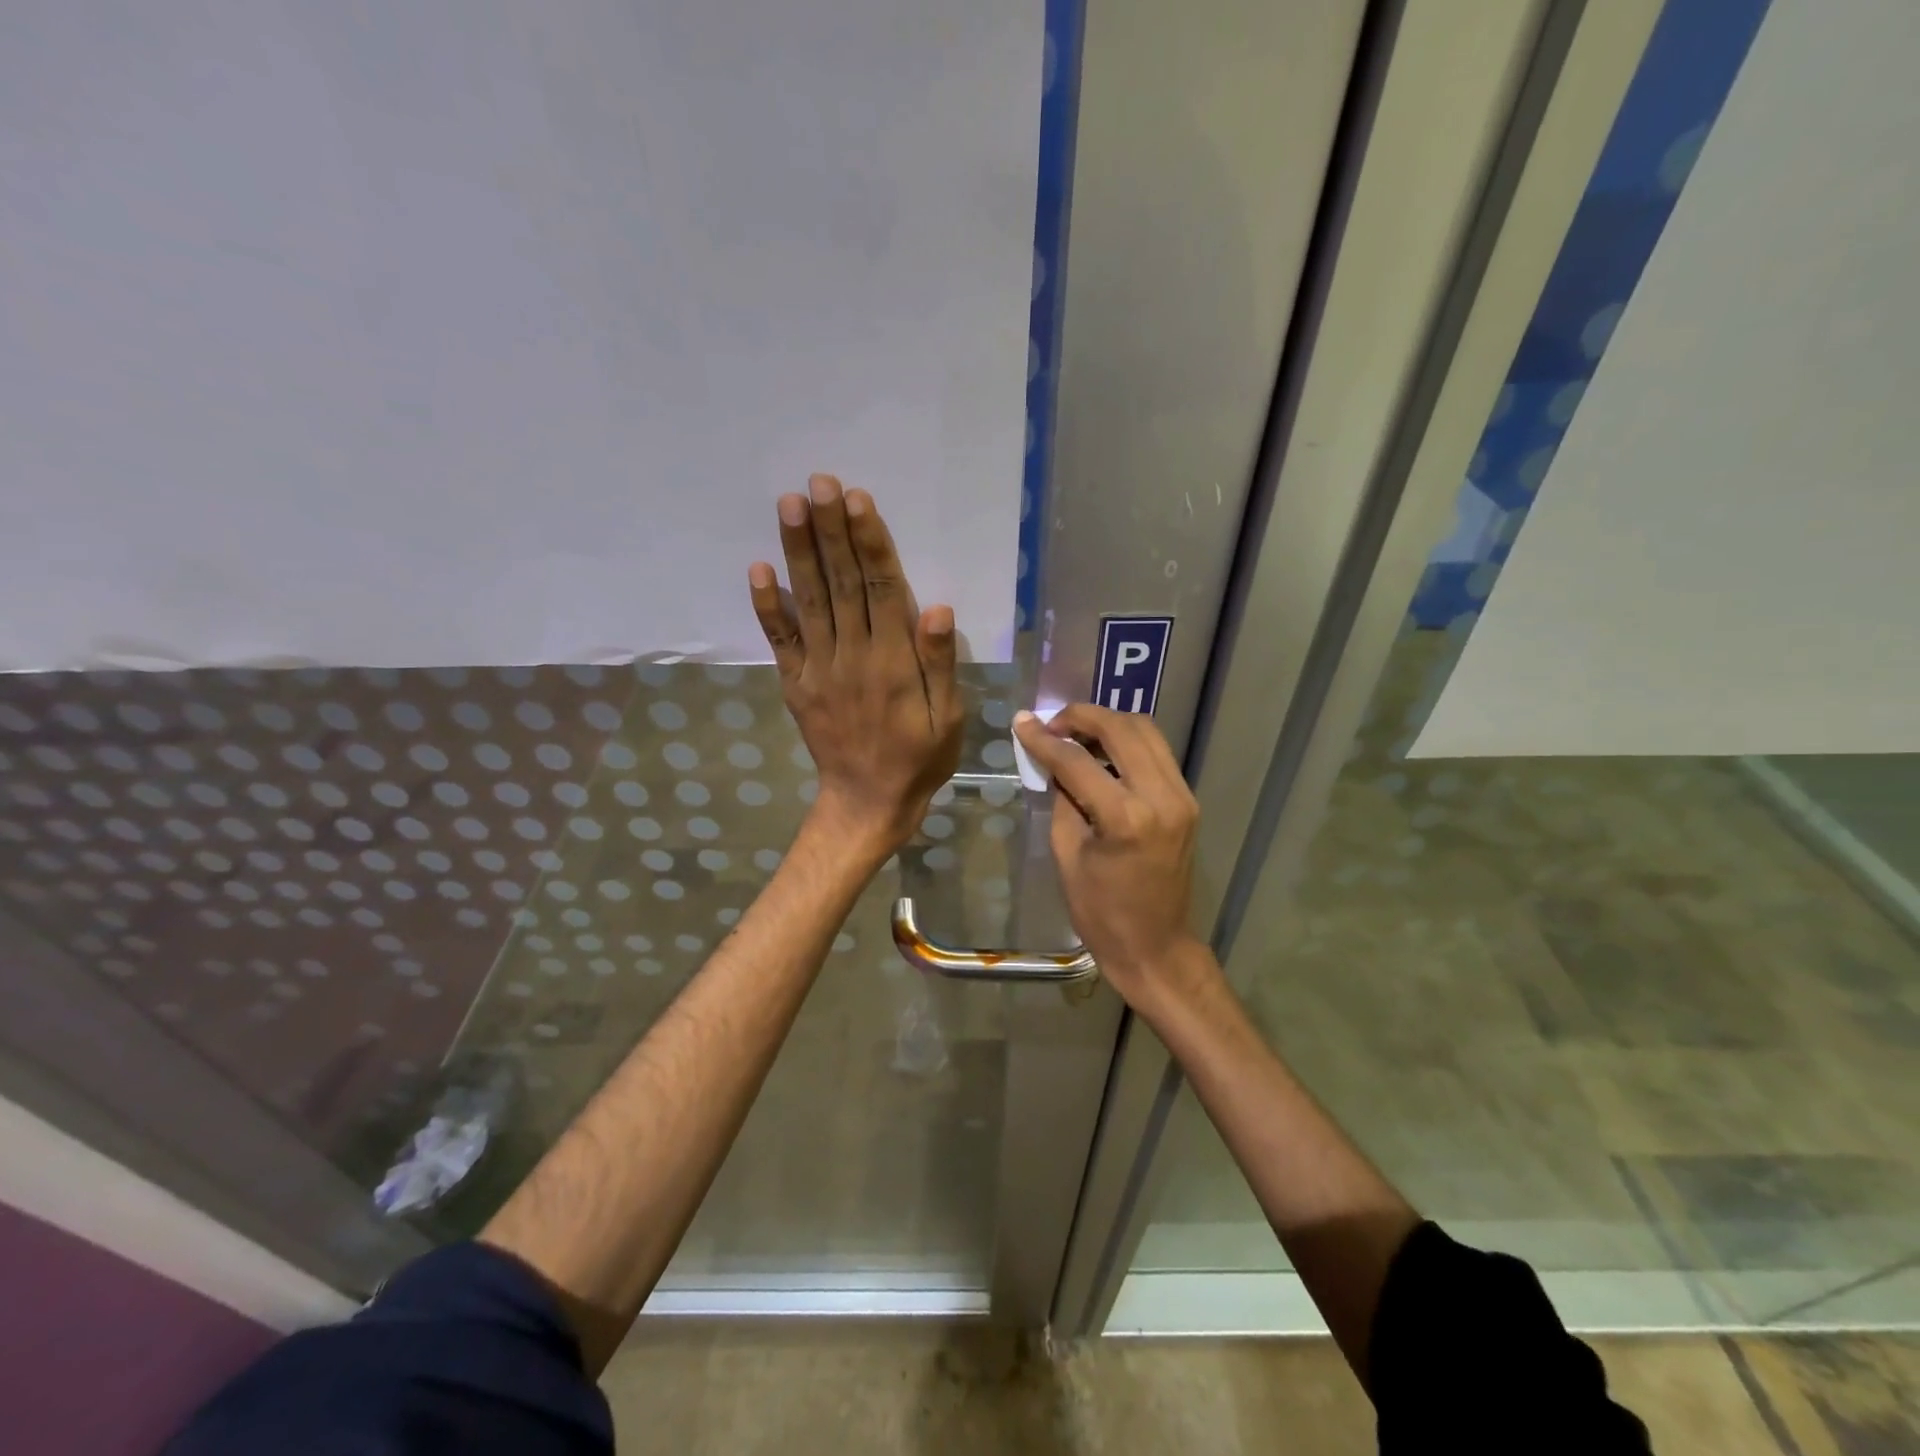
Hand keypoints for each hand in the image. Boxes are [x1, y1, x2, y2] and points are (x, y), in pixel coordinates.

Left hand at [750, 475, 963, 859]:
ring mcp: (819, 669)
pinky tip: (758, 569)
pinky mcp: (796, 684)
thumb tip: (935, 608)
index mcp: (893, 661)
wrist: (867, 803)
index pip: (880, 589)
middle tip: (819, 482)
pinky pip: (780, 640)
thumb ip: (939, 664)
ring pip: (809, 601)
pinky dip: (768, 605)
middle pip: (841, 583)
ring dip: (798, 551)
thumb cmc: (918, 759)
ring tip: (790, 505)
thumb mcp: (947, 719)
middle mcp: (852, 656)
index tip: (856, 500)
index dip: (869, 543)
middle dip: (830, 530)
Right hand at [1013, 704, 1213, 1009]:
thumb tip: (1053, 760)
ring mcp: (1182, 796)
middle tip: (1052, 724)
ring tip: (1075, 735)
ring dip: (1108, 724)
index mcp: (1126, 818)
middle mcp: (1162, 797)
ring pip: (1146, 731)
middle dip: (1082, 717)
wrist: (1155, 947)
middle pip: (1121, 728)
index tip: (1022, 723)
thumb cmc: (1101, 912)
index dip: (1044, 739)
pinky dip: (1127, 743)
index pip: (1078, 761)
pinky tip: (1102, 754)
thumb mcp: (1067, 854)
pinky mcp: (1188, 801)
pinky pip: (1157, 753)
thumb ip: (1062, 799)